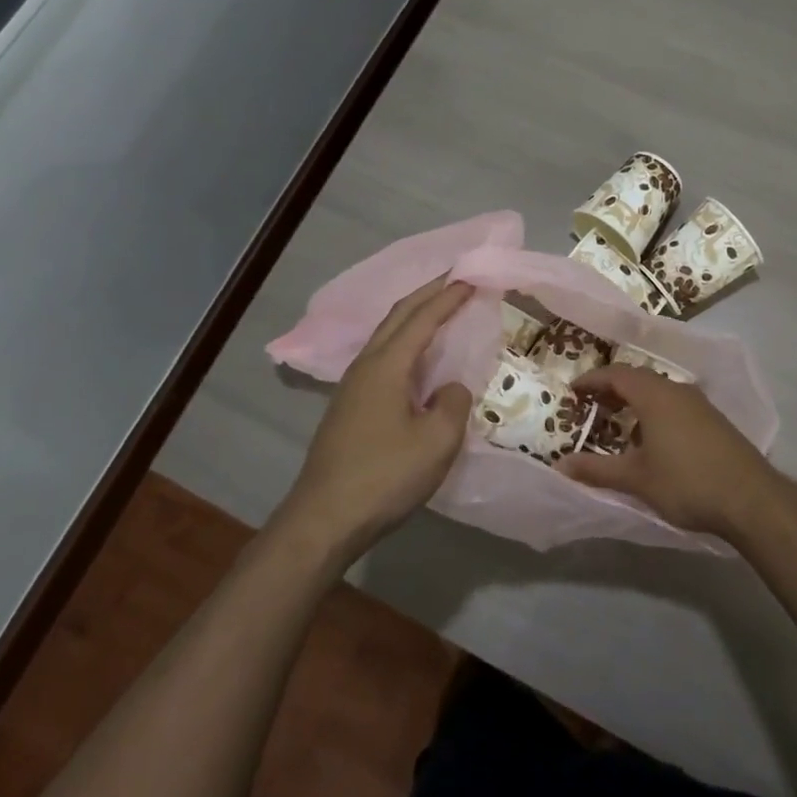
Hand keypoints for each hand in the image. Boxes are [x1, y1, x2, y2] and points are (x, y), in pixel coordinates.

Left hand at [273, 277, 474, 562]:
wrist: (324, 519)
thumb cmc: (384, 476)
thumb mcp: (436, 441)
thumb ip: (453, 404)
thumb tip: (449, 389)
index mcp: (386, 365)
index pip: (422, 318)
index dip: (449, 296)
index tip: (473, 277)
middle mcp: (365, 365)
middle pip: (398, 316)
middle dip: (427, 293)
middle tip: (456, 279)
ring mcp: (352, 386)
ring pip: (386, 336)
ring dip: (414, 317)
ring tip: (440, 311)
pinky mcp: (349, 407)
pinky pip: (382, 358)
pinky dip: (405, 343)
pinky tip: (416, 360)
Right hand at [559, 364, 779, 539]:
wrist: (751, 498)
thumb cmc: (687, 482)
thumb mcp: (636, 479)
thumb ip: (597, 470)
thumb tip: (560, 466)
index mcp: (654, 395)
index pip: (616, 374)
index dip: (591, 380)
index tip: (573, 391)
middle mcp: (676, 389)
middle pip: (638, 378)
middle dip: (612, 388)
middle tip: (591, 405)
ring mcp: (699, 403)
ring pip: (659, 389)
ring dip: (635, 399)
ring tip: (618, 420)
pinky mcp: (714, 419)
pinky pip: (675, 402)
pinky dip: (655, 409)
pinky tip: (653, 436)